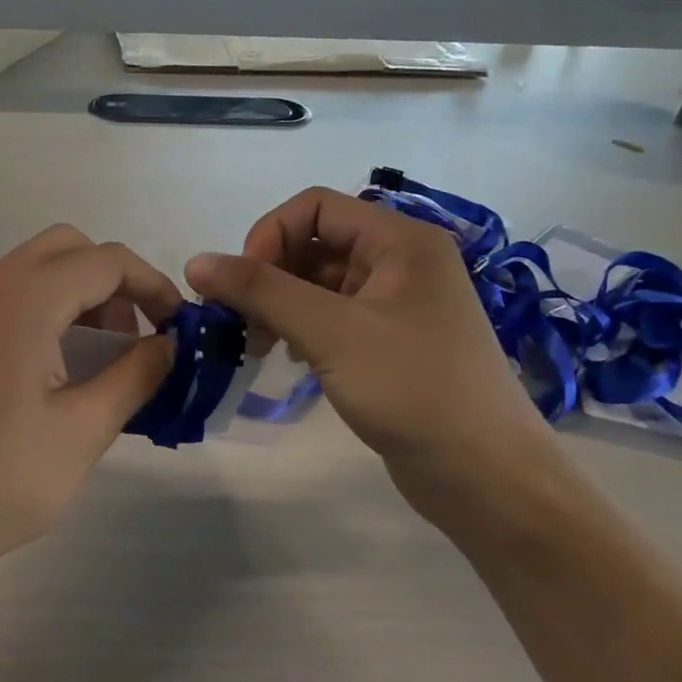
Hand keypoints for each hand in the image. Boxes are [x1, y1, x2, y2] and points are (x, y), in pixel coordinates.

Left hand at [0, 225, 181, 591]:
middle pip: (68, 248)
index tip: (179, 326)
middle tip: (140, 334)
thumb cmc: (2, 479)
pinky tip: (67, 363)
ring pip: (39, 269)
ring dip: (84, 293)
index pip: (105, 261)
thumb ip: (137, 374)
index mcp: (23, 302)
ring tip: (109, 354)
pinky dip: (52, 308)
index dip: (152, 285)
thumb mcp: (86, 428)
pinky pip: (14, 295)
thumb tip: (171, 344)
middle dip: (115, 280)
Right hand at [186, 187, 563, 513]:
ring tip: (257, 345)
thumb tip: (196, 262)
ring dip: (280, 304)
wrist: (484, 474)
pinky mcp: (390, 342)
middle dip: (269, 275)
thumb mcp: (331, 332)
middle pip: (315, 243)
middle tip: (241, 322)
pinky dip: (300, 328)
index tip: (241, 286)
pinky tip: (285, 357)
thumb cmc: (412, 389)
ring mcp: (397, 304)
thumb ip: (261, 292)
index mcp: (400, 240)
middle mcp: (401, 261)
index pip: (315, 207)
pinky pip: (333, 317)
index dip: (268, 236)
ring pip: (320, 283)